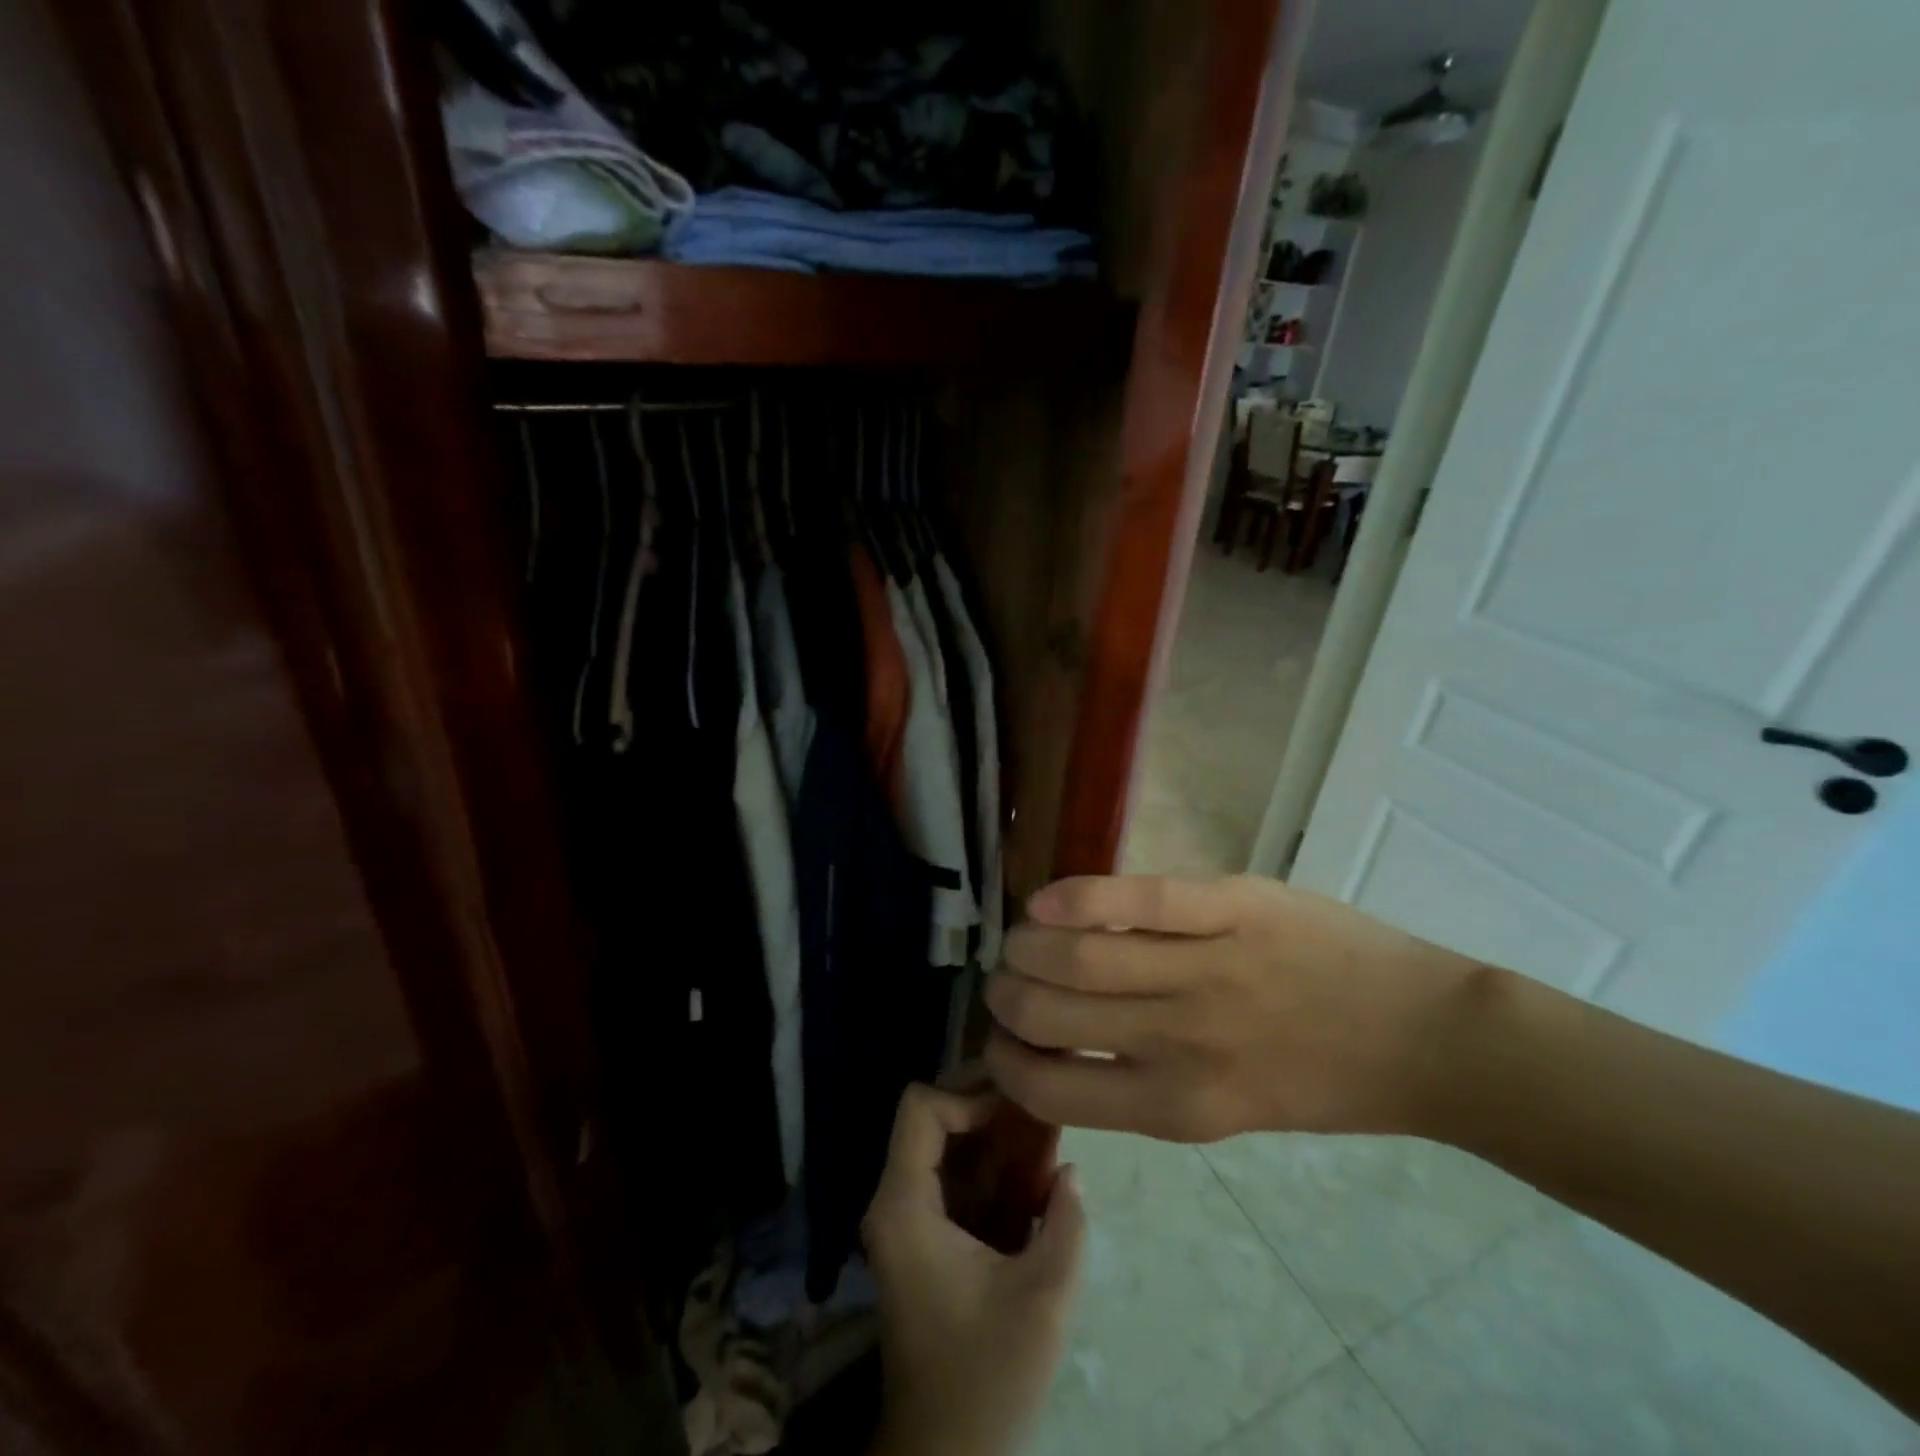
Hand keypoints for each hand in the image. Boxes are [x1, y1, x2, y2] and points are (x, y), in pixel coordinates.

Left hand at [863, 1085, 1085, 1455]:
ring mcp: (908, 1218)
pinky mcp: (926, 1237)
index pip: (921, 1107)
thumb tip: (1070, 1169)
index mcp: (904, 1205)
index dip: (969, 1094)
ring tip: (1046, 1130)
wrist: (944, 1453)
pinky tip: (1035, 1172)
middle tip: (1040, 1106)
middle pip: (934, 1117)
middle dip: (988, 1107)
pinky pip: (956, 1178)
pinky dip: (993, 1167)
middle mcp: (896, 1200)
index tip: (1018, 1108)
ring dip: (995, 1134)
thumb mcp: (1042, 1299)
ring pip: (948, 1145)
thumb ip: (1065, 1224)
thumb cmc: (986, 1376)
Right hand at [984, 874, 1478, 1142]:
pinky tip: (1044, 900)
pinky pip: (1138, 899)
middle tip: (1005, 977)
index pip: (1051, 1088)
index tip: (999, 1038)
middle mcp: (1179, 1044)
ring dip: (1027, 944)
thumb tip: (1057, 1042)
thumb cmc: (1318, 1080)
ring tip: (1022, 936)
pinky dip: (1078, 897)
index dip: (1005, 1061)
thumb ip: (1140, 1081)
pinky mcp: (1232, 908)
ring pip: (1079, 954)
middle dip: (1005, 994)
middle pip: (1050, 1012)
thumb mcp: (1222, 1108)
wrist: (1424, 1039)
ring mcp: (1207, 970)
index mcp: (1175, 1107)